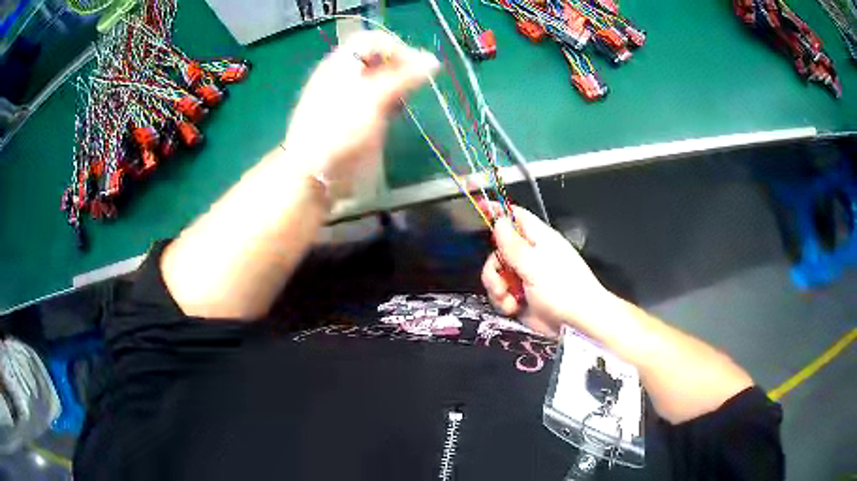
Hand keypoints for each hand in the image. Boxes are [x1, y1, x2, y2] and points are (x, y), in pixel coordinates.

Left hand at [280, 30, 439, 196]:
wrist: (314, 173)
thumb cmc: (340, 130)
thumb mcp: (373, 99)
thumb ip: (403, 77)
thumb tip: (432, 61)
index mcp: (340, 64)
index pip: (371, 40)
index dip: (395, 47)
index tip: (415, 66)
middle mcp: (343, 76)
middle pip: (376, 59)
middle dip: (399, 67)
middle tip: (415, 83)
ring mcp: (347, 97)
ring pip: (379, 80)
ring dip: (397, 85)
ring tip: (405, 99)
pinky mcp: (353, 117)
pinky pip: (376, 100)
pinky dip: (390, 102)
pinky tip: (395, 112)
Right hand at [481, 203, 613, 336]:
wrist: (576, 323)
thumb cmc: (563, 289)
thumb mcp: (534, 265)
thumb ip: (513, 245)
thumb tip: (498, 221)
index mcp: (538, 239)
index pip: (515, 216)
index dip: (497, 211)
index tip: (479, 209)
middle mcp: (529, 256)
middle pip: (498, 251)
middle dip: (493, 267)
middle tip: (499, 281)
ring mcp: (524, 277)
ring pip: (497, 275)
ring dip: (497, 288)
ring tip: (508, 299)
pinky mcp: (520, 297)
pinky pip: (501, 294)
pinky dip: (503, 302)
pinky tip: (512, 308)